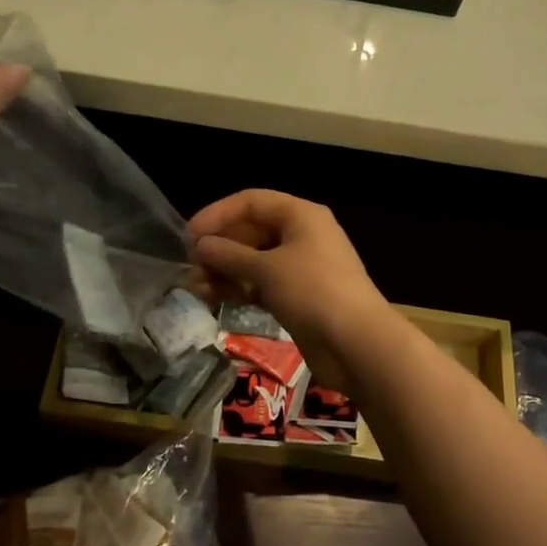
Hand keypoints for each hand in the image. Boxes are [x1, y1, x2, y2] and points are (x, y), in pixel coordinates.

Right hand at [188, 190, 391, 390]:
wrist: (357, 343)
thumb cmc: (313, 292)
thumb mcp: (266, 269)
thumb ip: (229, 255)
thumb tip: (201, 245)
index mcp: (301, 215)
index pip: (252, 202)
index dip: (218, 214)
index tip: (189, 235)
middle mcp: (303, 236)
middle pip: (253, 231)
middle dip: (220, 247)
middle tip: (191, 267)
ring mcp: (302, 267)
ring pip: (256, 260)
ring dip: (226, 271)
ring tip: (197, 288)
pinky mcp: (300, 297)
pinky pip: (264, 284)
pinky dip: (241, 288)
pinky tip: (216, 299)